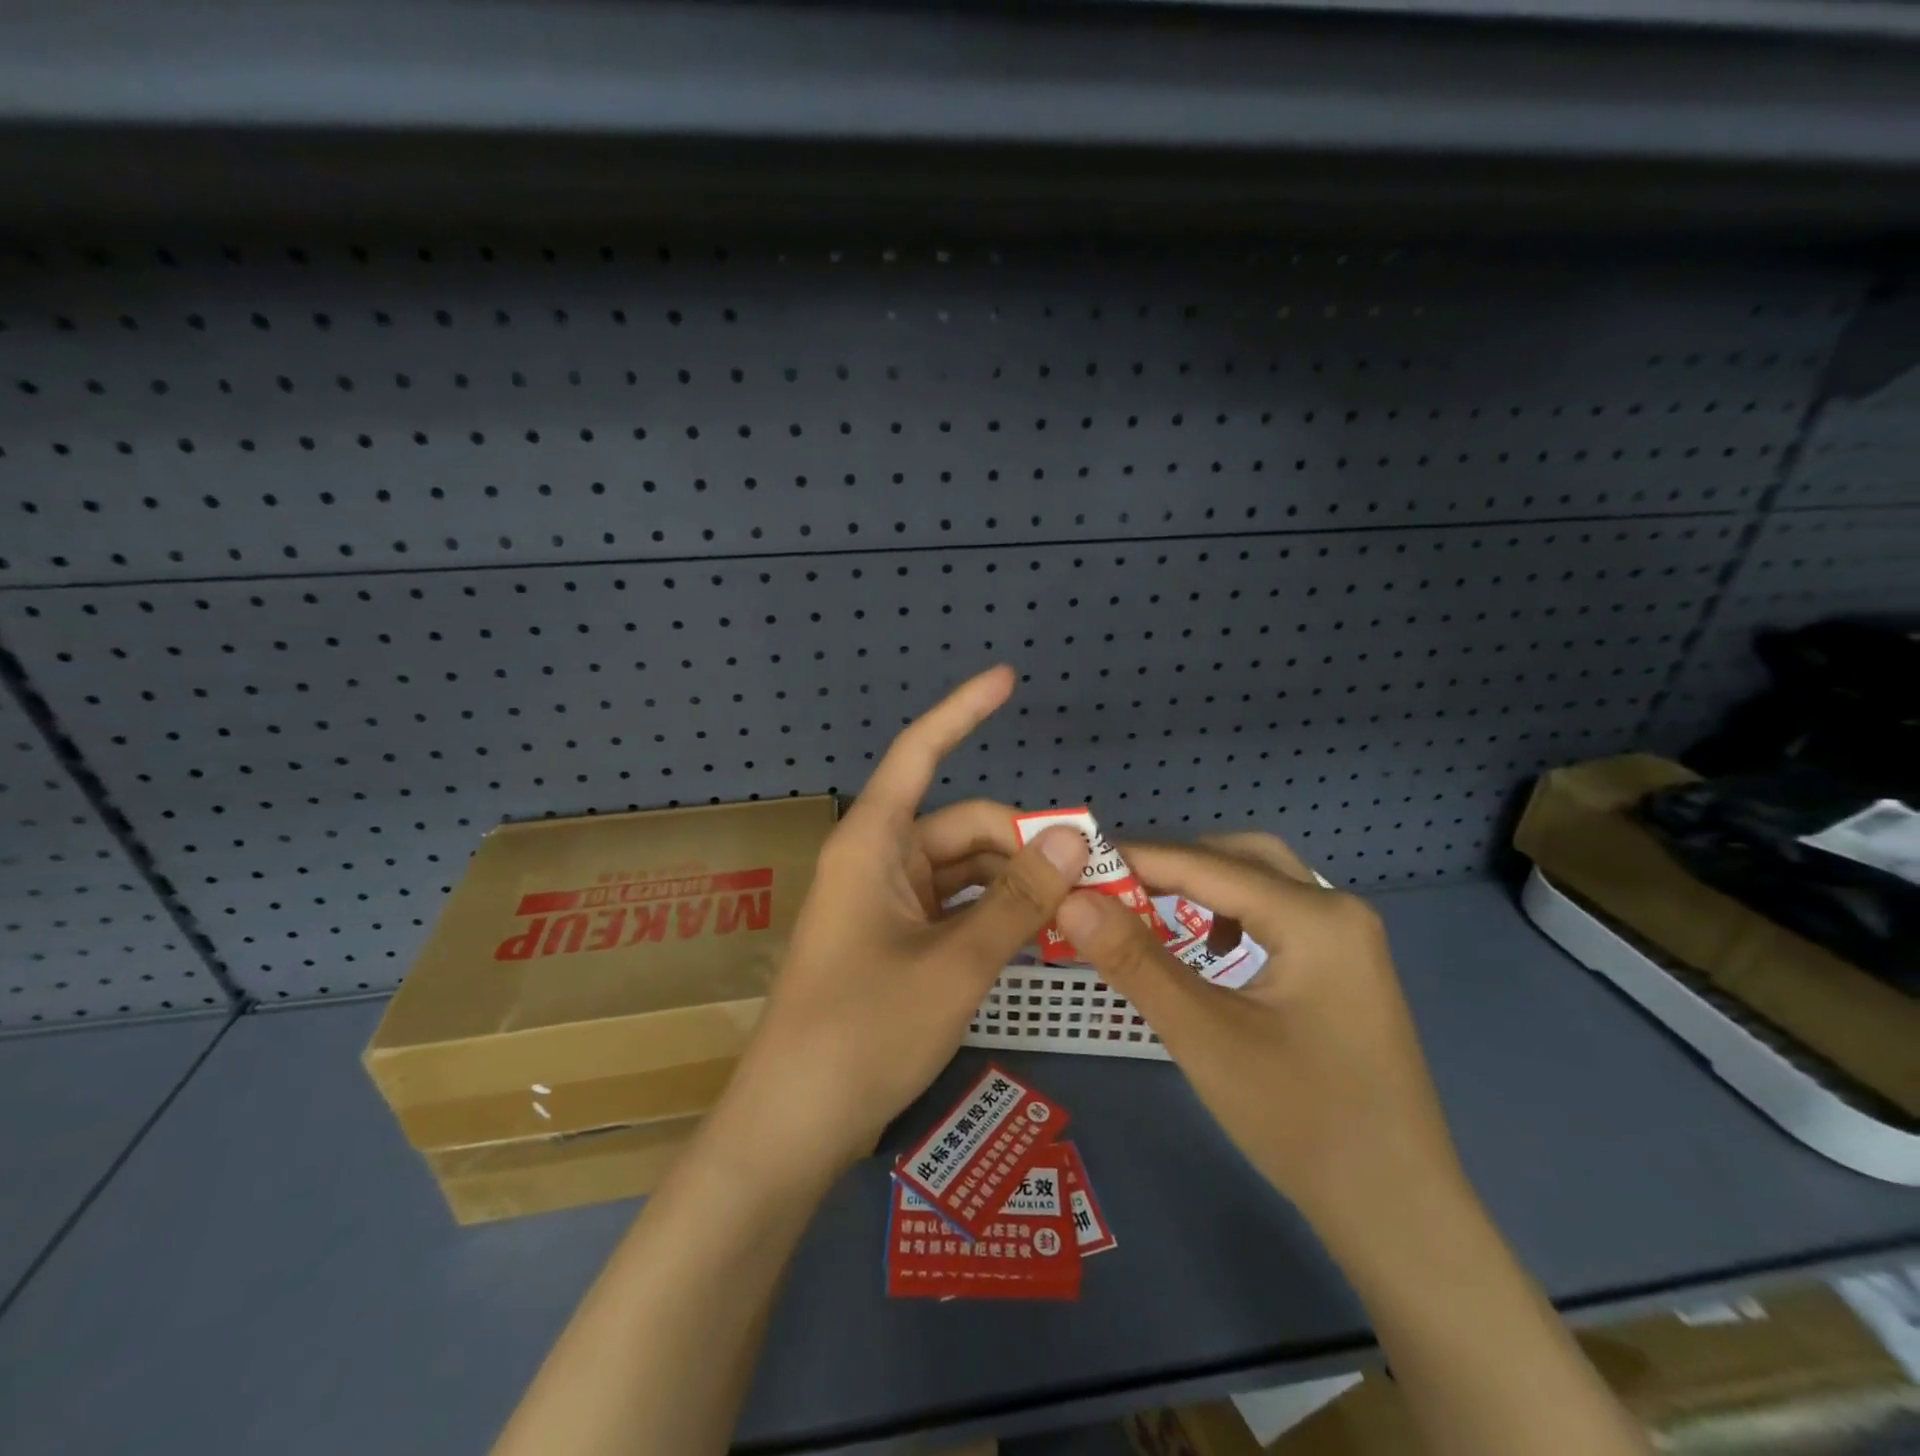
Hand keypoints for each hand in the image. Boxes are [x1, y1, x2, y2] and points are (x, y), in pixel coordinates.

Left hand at [713, 666, 1089, 1182]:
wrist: (794, 1125)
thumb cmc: (865, 1032)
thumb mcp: (956, 964)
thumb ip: (1019, 900)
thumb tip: (1078, 838)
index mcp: (873, 843)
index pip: (920, 753)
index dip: (963, 711)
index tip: (1006, 678)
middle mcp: (877, 861)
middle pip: (962, 826)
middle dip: (1024, 842)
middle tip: (1091, 874)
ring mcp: (884, 903)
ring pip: (964, 870)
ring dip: (1015, 883)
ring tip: (1076, 909)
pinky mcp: (892, 941)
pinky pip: (953, 907)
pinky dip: (993, 914)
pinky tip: (1036, 933)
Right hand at [1054, 834, 1466, 1234]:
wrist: (1400, 1216)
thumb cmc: (1302, 1121)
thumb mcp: (1204, 1036)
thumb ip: (1134, 961)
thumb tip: (1070, 901)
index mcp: (1315, 917)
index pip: (1206, 865)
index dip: (1135, 859)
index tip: (1076, 862)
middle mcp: (1338, 911)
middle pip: (1241, 857)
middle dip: (1174, 863)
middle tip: (1114, 884)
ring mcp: (1348, 941)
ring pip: (1262, 883)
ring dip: (1204, 885)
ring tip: (1150, 908)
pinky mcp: (1345, 970)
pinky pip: (1278, 916)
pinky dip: (1232, 914)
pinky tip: (1210, 950)